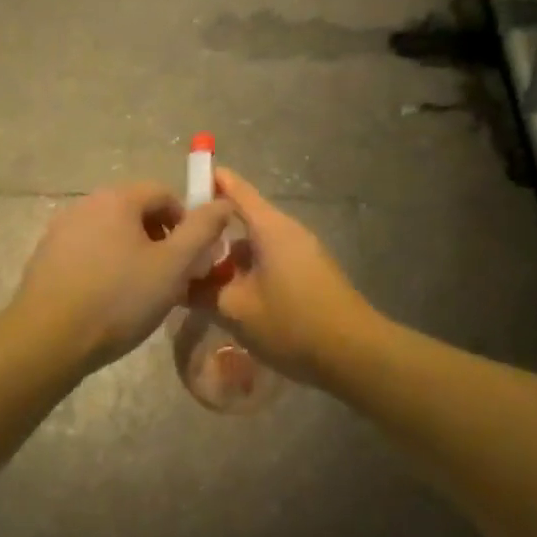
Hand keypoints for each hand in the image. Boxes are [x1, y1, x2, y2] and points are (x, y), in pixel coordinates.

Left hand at [12, 183, 233, 371]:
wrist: (48, 338)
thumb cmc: (119, 298)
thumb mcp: (173, 266)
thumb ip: (202, 230)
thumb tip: (223, 201)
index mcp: (117, 198)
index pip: (164, 193)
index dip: (186, 223)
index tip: (191, 259)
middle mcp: (86, 203)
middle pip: (136, 211)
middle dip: (160, 240)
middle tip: (170, 278)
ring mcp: (61, 229)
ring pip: (111, 233)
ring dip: (133, 254)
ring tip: (141, 292)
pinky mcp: (46, 255)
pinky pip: (88, 250)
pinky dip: (105, 265)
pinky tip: (108, 299)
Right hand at [193, 168, 380, 382]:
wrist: (355, 355)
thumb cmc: (292, 323)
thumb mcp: (236, 310)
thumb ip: (203, 292)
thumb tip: (180, 283)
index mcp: (270, 228)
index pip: (236, 190)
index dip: (211, 181)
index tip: (187, 181)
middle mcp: (289, 231)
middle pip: (245, 219)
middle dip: (214, 231)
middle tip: (183, 247)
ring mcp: (304, 252)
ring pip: (257, 245)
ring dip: (231, 257)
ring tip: (203, 279)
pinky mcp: (312, 274)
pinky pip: (272, 261)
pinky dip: (250, 271)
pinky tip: (235, 298)